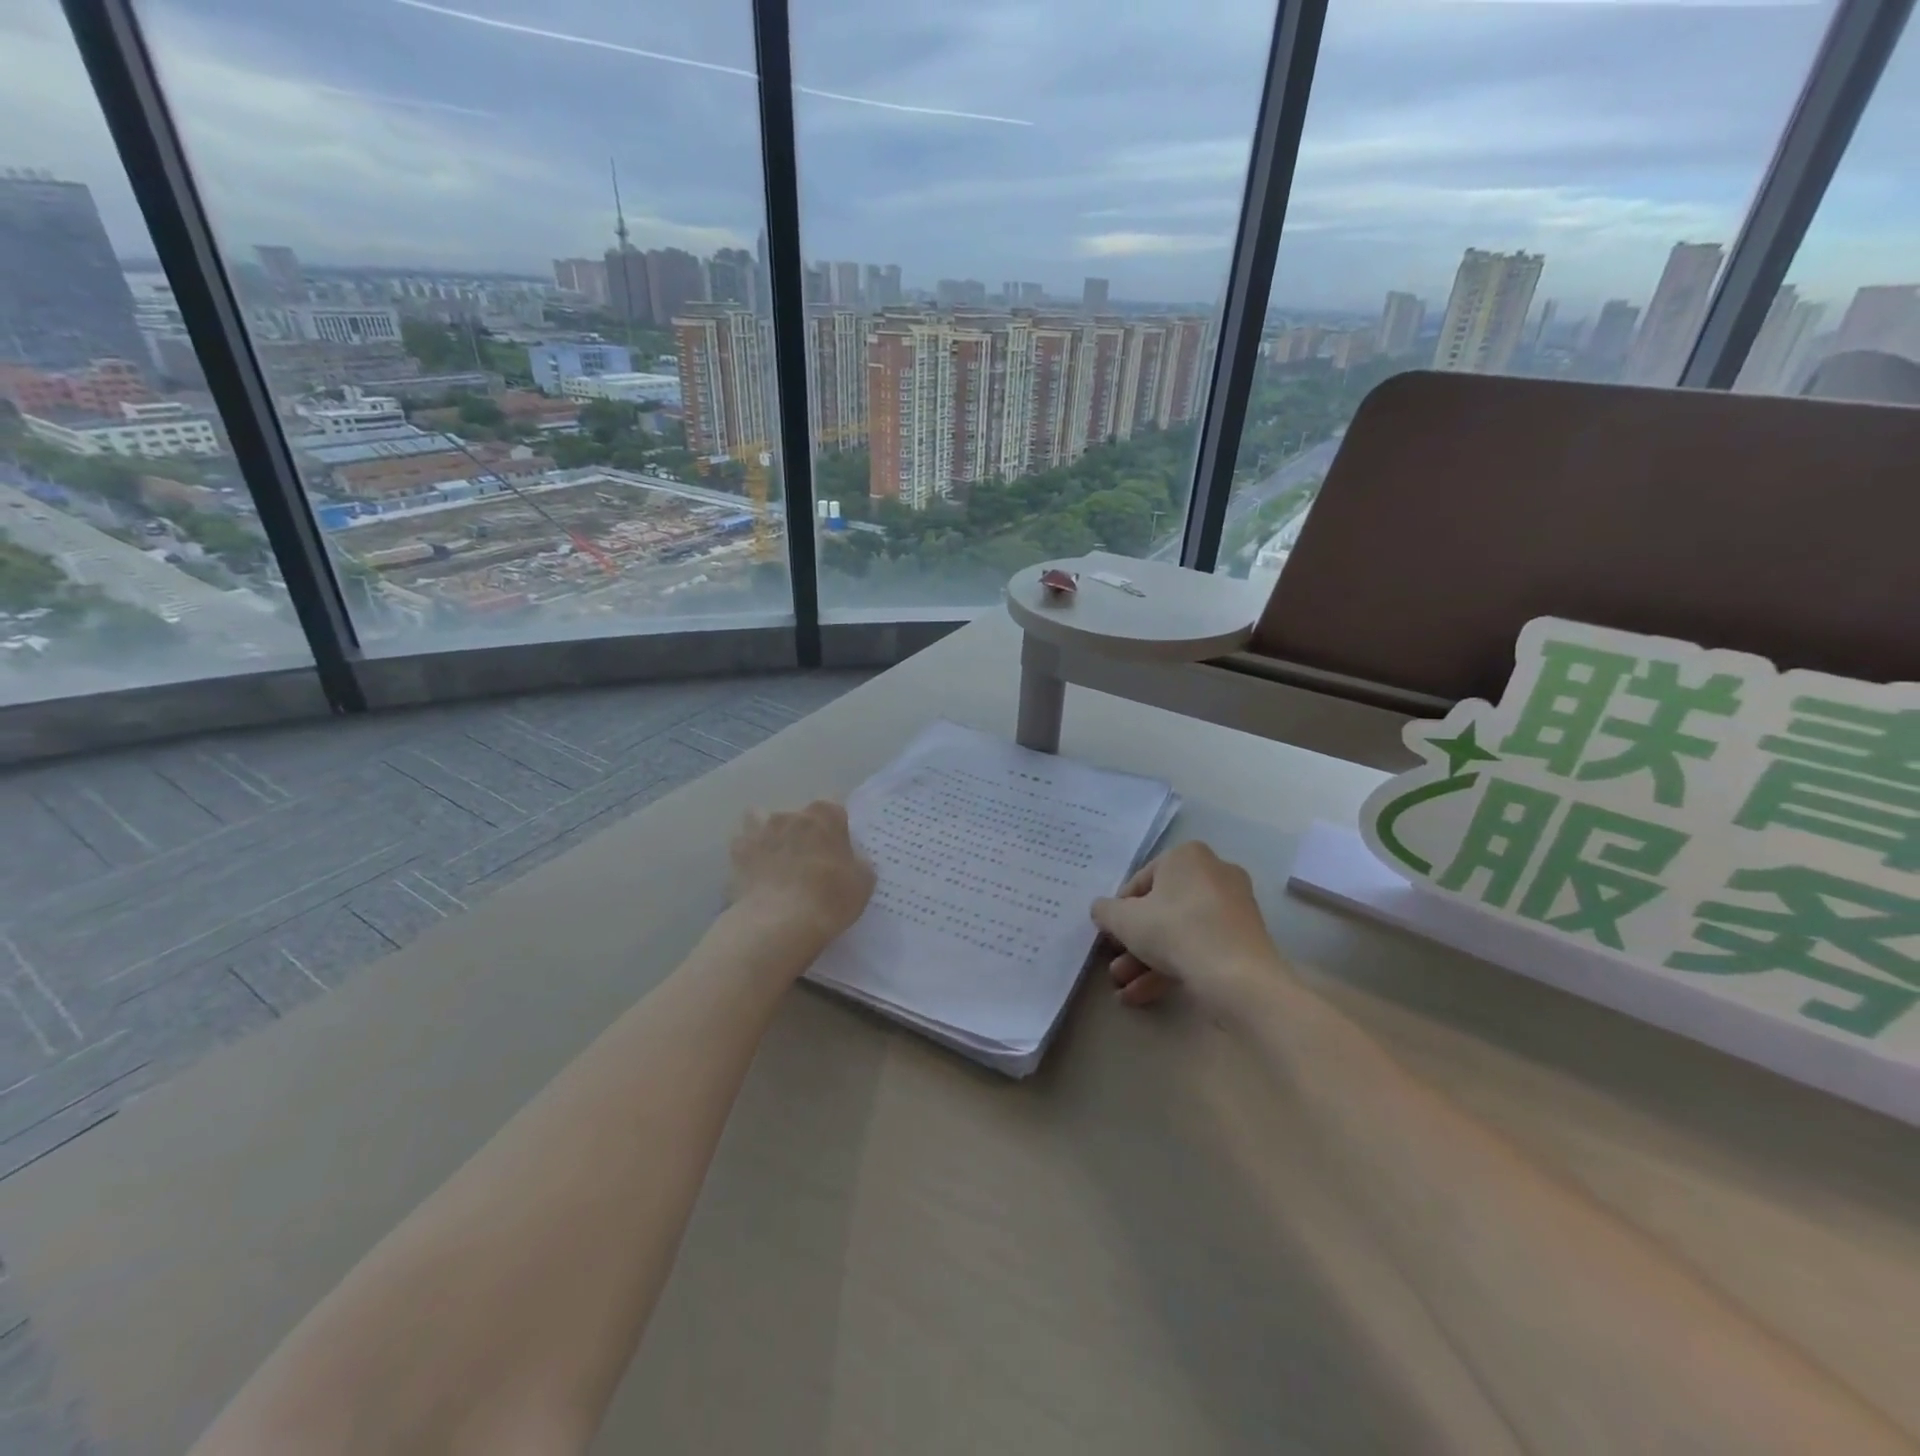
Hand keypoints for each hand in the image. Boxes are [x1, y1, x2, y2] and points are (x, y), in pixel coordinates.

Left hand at [729, 801, 874, 954]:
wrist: (780, 923)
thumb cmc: (830, 898)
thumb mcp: (863, 882)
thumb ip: (857, 861)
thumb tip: (849, 859)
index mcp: (825, 815)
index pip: (833, 809)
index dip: (835, 829)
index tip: (837, 849)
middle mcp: (791, 814)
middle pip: (798, 815)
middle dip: (802, 832)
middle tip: (807, 861)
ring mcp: (760, 830)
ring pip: (761, 820)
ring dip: (768, 834)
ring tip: (774, 859)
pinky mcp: (737, 852)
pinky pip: (743, 845)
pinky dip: (747, 854)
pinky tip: (754, 873)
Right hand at [1091, 841, 1284, 1008]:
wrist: (1237, 976)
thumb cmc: (1175, 930)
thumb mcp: (1124, 920)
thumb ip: (1105, 911)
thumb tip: (1102, 910)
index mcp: (1187, 856)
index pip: (1141, 881)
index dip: (1120, 910)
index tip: (1110, 935)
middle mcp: (1214, 873)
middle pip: (1161, 909)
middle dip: (1134, 942)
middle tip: (1115, 964)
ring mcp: (1232, 908)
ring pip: (1179, 932)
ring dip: (1147, 960)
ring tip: (1123, 987)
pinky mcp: (1243, 940)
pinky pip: (1199, 947)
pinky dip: (1172, 967)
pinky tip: (1142, 995)